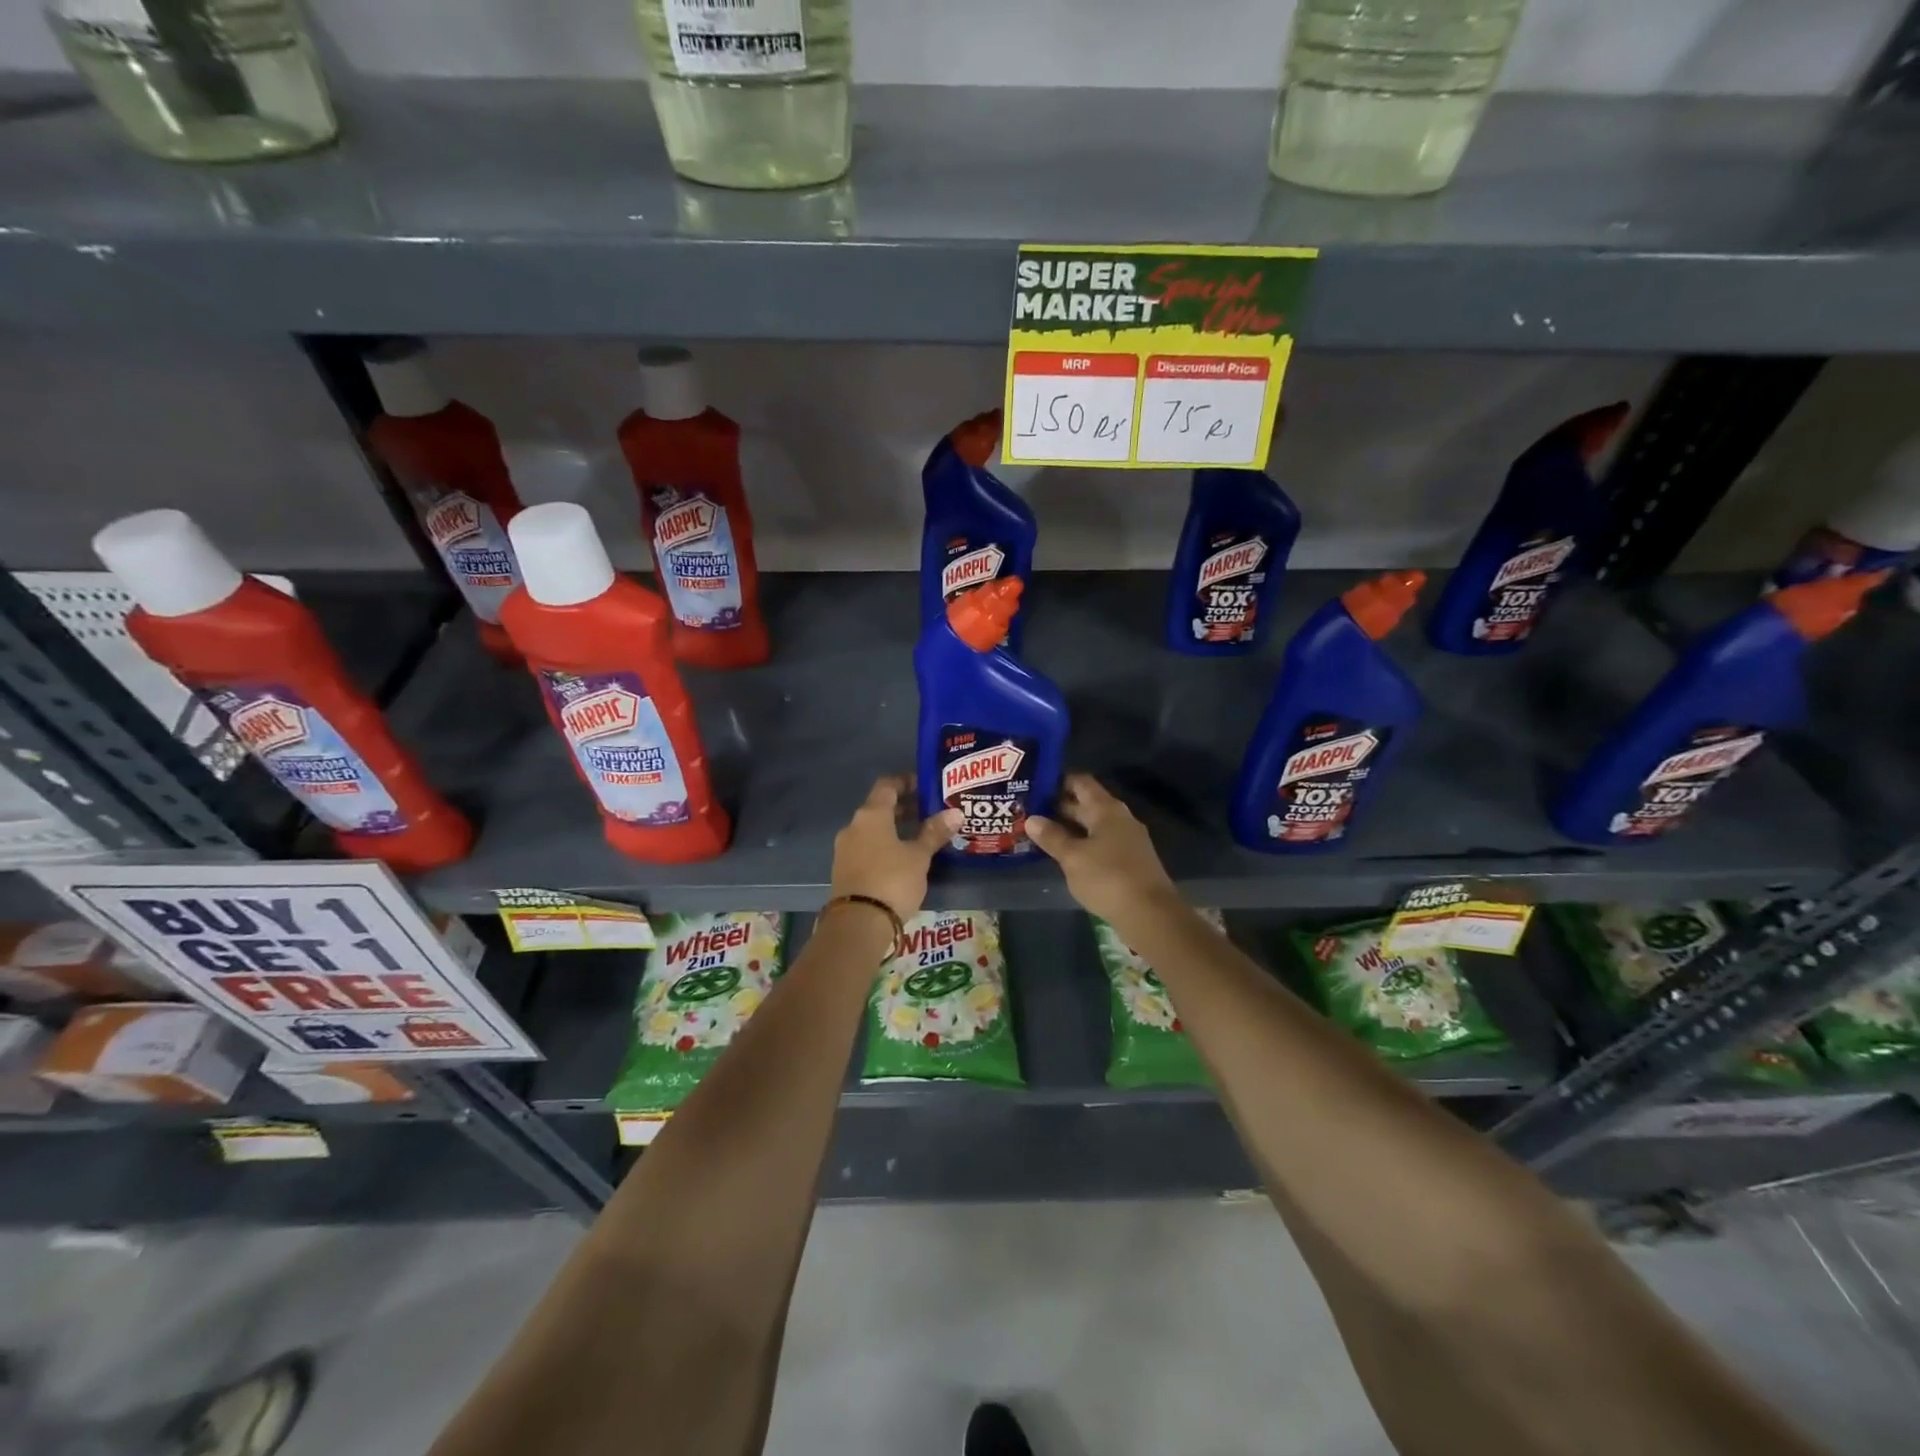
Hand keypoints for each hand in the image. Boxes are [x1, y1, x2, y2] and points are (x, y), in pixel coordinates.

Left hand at [829, 776, 958, 922]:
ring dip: (894, 829)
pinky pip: (867, 848)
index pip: (887, 785)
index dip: (906, 781)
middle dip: (903, 808)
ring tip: (920, 836)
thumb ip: (935, 833)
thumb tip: (955, 813)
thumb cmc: (892, 880)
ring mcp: (845, 849)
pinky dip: (884, 846)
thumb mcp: (919, 856)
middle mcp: (853, 826)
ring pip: (872, 830)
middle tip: (929, 811)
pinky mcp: (844, 870)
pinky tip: (902, 859)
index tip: (925, 785)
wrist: (858, 924)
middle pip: (879, 808)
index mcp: (871, 815)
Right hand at [1024, 774, 1176, 921]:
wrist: (1150, 914)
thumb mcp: (1073, 857)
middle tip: (1028, 811)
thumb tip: (1031, 819)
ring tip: (1039, 832)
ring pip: (1092, 826)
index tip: (1033, 785)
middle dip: (1058, 806)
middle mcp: (1119, 818)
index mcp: (1106, 809)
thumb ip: (1052, 837)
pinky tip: (1064, 855)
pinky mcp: (1129, 860)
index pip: (1080, 782)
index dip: (1057, 781)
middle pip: (1086, 804)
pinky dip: (1081, 844)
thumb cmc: (1108, 878)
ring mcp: (1126, 840)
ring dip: (1069, 828)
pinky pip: (1100, 843)